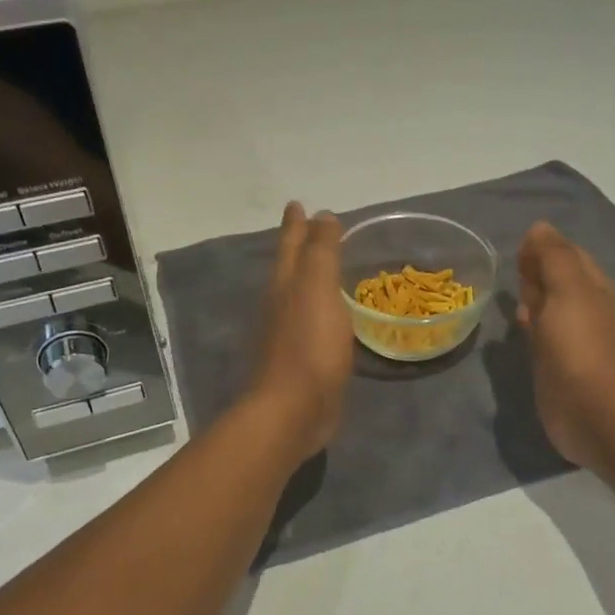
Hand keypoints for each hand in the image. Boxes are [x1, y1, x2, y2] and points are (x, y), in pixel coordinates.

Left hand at [249, 202, 353, 457]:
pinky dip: (322, 312)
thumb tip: (322, 215)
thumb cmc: (308, 345)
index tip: (297, 204)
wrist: (293, 411)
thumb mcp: (317, 289)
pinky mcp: (302, 363)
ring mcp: (288, 336)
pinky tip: (333, 318)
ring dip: (310, 280)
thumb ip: (321, 252)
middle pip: (290, 268)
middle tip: (312, 230)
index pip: (292, 245)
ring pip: (299, 297)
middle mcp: (281, 306)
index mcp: (285, 285)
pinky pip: (313, 325)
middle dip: (299, 249)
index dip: (297, 225)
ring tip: (326, 271)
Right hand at [515, 222, 614, 470]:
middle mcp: (585, 310)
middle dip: (536, 273)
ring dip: (532, 300)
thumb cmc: (581, 346)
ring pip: (549, 309)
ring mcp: (572, 340)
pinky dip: (530, 327)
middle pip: (558, 281)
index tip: (517, 252)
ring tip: (511, 299)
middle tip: (515, 275)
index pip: (568, 254)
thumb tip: (540, 227)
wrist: (596, 413)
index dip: (543, 248)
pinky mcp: (557, 367)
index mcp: (593, 287)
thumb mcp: (569, 290)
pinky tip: (518, 331)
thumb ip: (554, 256)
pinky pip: (541, 337)